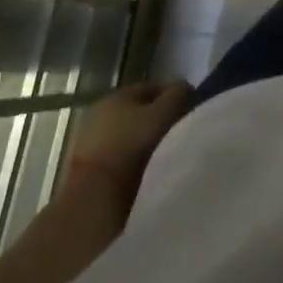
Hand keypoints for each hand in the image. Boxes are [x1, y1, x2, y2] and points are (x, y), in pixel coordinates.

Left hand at [68, 81, 192, 198]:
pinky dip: (134, 158)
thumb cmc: (132, 145)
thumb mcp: (163, 114)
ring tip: (167, 151)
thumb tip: (184, 87)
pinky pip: (121, 155)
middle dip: (160, 118)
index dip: (174, 94)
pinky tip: (148, 168)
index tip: (192, 109)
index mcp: (118, 94)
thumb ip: (177, 95)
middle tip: (182, 130)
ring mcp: (93, 140)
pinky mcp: (90, 166)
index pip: (153, 87)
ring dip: (146, 139)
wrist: (96, 195)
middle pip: (139, 110)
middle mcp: (102, 111)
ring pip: (130, 133)